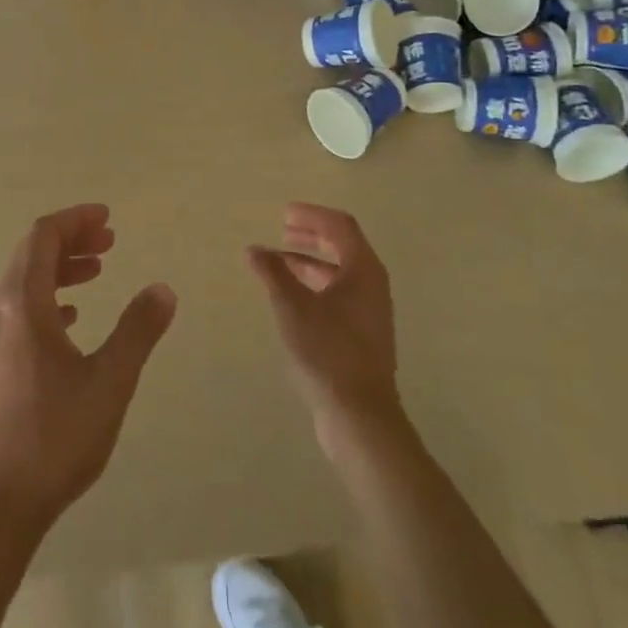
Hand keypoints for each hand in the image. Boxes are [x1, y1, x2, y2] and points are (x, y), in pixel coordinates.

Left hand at [0, 204, 176, 537]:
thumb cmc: (55, 435)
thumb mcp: (110, 380)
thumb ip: (138, 330)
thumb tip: (162, 289)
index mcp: (23, 303)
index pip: (43, 236)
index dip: (76, 220)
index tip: (107, 219)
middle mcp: (0, 311)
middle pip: (32, 254)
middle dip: (71, 240)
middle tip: (109, 242)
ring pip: (24, 283)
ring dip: (60, 269)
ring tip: (96, 272)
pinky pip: (19, 310)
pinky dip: (48, 299)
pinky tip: (70, 319)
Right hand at [247, 204, 404, 456]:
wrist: (359, 414)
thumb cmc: (327, 351)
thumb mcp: (293, 306)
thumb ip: (273, 272)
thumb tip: (254, 249)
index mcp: (363, 269)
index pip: (340, 226)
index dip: (312, 215)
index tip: (284, 213)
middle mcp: (372, 284)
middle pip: (343, 246)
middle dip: (312, 235)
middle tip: (283, 230)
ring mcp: (370, 311)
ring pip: (340, 272)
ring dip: (310, 261)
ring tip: (278, 262)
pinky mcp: (363, 334)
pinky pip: (339, 294)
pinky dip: (315, 285)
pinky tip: (291, 297)